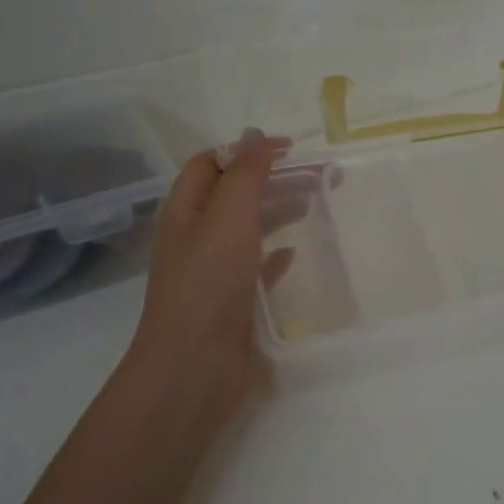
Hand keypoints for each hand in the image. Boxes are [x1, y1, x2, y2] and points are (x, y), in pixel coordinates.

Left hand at [125, 129, 293, 430]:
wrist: (194, 367)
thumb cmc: (208, 284)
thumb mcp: (227, 218)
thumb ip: (245, 175)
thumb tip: (255, 136)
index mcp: (184, 211)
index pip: (210, 163)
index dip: (247, 150)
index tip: (291, 150)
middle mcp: (195, 236)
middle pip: (234, 193)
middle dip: (271, 178)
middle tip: (318, 176)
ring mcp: (213, 271)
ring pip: (248, 228)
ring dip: (278, 211)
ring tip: (314, 204)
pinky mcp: (232, 302)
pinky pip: (255, 267)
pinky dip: (275, 254)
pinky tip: (295, 253)